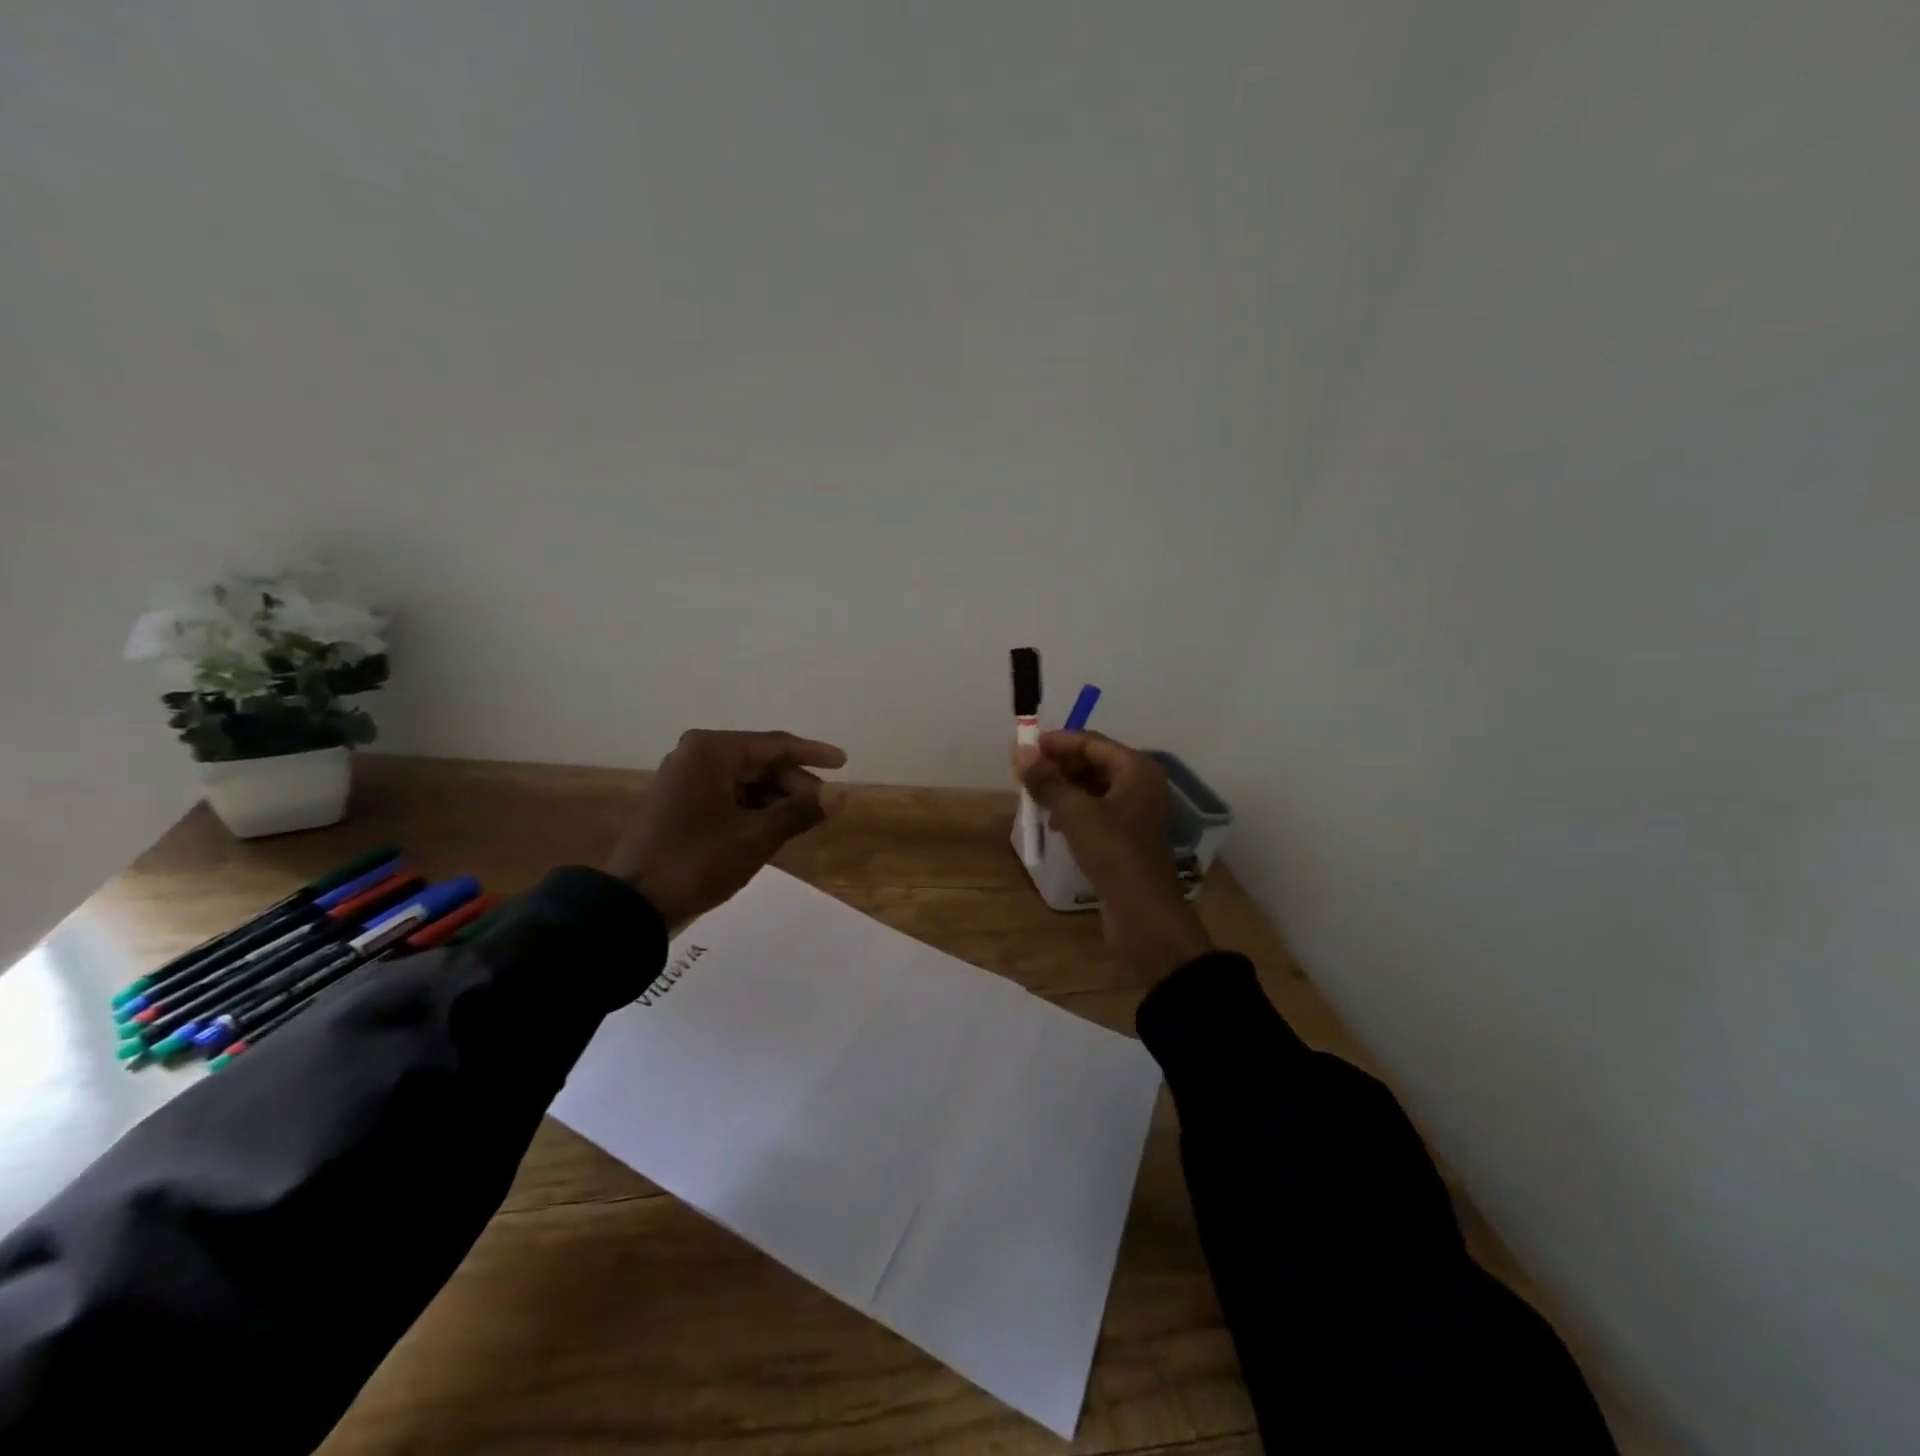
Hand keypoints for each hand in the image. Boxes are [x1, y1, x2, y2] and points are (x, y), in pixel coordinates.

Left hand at [606, 729, 847, 930]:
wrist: (633, 904)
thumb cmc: (698, 861)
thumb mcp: (757, 837)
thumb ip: (802, 811)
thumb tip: (841, 795)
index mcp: (712, 751)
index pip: (775, 744)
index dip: (813, 754)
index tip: (844, 764)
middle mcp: (695, 755)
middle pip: (760, 761)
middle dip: (795, 783)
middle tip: (825, 807)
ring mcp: (684, 779)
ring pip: (744, 780)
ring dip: (776, 798)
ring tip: (804, 821)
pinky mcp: (679, 803)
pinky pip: (728, 795)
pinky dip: (754, 808)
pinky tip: (774, 827)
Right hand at [1013, 730, 1212, 980]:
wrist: (1144, 914)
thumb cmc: (1113, 853)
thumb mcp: (1075, 813)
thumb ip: (1047, 780)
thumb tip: (1020, 750)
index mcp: (1136, 769)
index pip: (1091, 742)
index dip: (1056, 743)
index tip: (1022, 748)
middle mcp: (1141, 784)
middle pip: (1094, 762)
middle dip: (1059, 765)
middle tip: (1025, 774)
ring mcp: (1136, 811)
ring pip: (1094, 787)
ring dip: (1065, 788)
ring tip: (1035, 797)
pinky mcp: (1128, 836)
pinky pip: (1098, 810)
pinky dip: (1075, 809)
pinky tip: (1054, 821)